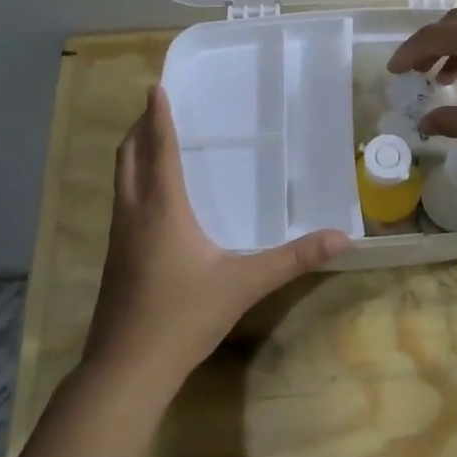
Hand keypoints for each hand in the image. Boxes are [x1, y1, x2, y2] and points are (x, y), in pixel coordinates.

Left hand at [83, 87, 348, 393]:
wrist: (127, 368)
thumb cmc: (183, 317)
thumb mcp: (244, 284)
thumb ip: (292, 259)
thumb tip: (341, 238)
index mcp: (163, 210)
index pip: (159, 150)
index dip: (158, 117)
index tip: (155, 87)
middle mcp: (134, 215)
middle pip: (129, 158)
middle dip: (139, 129)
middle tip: (154, 109)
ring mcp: (118, 238)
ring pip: (120, 181)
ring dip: (132, 155)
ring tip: (150, 143)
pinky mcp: (115, 259)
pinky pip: (121, 204)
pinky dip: (132, 183)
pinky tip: (151, 202)